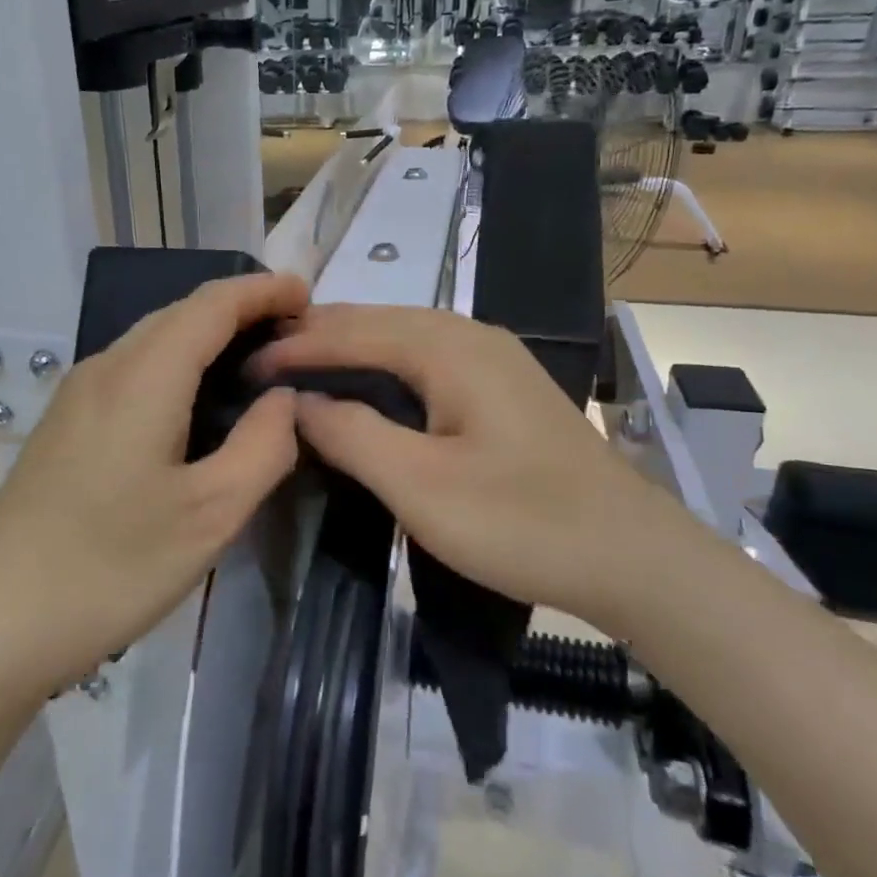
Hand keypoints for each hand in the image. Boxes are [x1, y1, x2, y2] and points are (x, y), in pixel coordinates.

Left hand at [0, 272, 309, 700]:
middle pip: (181, 313)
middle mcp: (106, 367)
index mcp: (144, 376)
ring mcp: (77, 395)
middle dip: (239, 309)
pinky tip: (196, 402)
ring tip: (255, 361)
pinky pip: (133, 369)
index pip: (212, 304)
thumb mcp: (210, 515)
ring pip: (153, 340)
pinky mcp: (65, 424)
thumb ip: (263, 446)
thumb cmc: (111, 567)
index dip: (262, 291)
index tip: (307, 294)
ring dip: (207, 336)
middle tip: (293, 333)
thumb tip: (285, 398)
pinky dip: (178, 364)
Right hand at [252, 305, 681, 633]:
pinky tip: (363, 387)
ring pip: (401, 336)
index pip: (351, 331)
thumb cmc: (520, 522)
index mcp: (448, 347)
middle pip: (376, 321)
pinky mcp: (501, 385)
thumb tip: (298, 402)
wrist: (631, 556)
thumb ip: (351, 433)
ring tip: (299, 369)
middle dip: (316, 337)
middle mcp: (469, 335)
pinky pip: (424, 358)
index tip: (244, 365)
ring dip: (348, 348)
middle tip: (262, 362)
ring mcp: (492, 357)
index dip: (295, 347)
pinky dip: (380, 366)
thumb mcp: (420, 485)